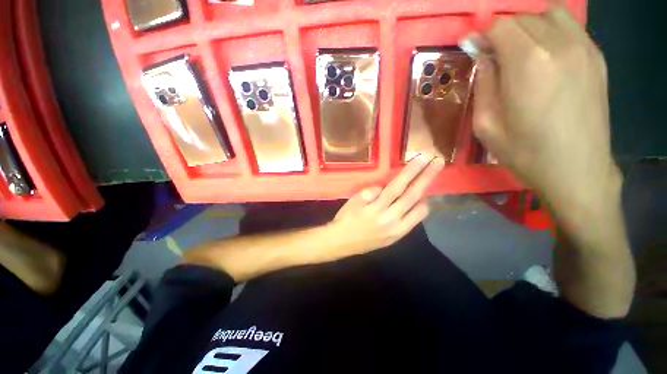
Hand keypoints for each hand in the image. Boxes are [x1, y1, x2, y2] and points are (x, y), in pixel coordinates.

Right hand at [324, 154, 442, 259]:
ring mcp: (397, 230)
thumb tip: (382, 188)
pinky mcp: (398, 237)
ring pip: (419, 210)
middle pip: (412, 195)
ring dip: (425, 194)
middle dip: (427, 177)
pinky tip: (418, 202)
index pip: (397, 187)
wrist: (342, 243)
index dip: (411, 172)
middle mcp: (390, 219)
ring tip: (426, 181)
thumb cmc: (345, 220)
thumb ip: (367, 193)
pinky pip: (415, 221)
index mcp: (376, 209)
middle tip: (439, 162)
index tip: (423, 158)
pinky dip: (420, 209)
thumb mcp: (352, 203)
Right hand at [471, 6, 621, 222]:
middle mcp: (559, 45)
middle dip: (502, 33)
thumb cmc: (524, 152)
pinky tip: (546, 56)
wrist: (576, 169)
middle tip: (493, 57)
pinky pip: (570, 27)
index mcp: (528, 65)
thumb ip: (483, 83)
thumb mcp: (486, 124)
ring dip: (528, 28)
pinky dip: (551, 31)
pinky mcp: (597, 57)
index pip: (500, 26)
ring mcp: (584, 48)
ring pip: (549, 15)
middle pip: (523, 18)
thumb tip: (481, 56)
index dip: (482, 36)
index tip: (473, 50)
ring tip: (521, 53)